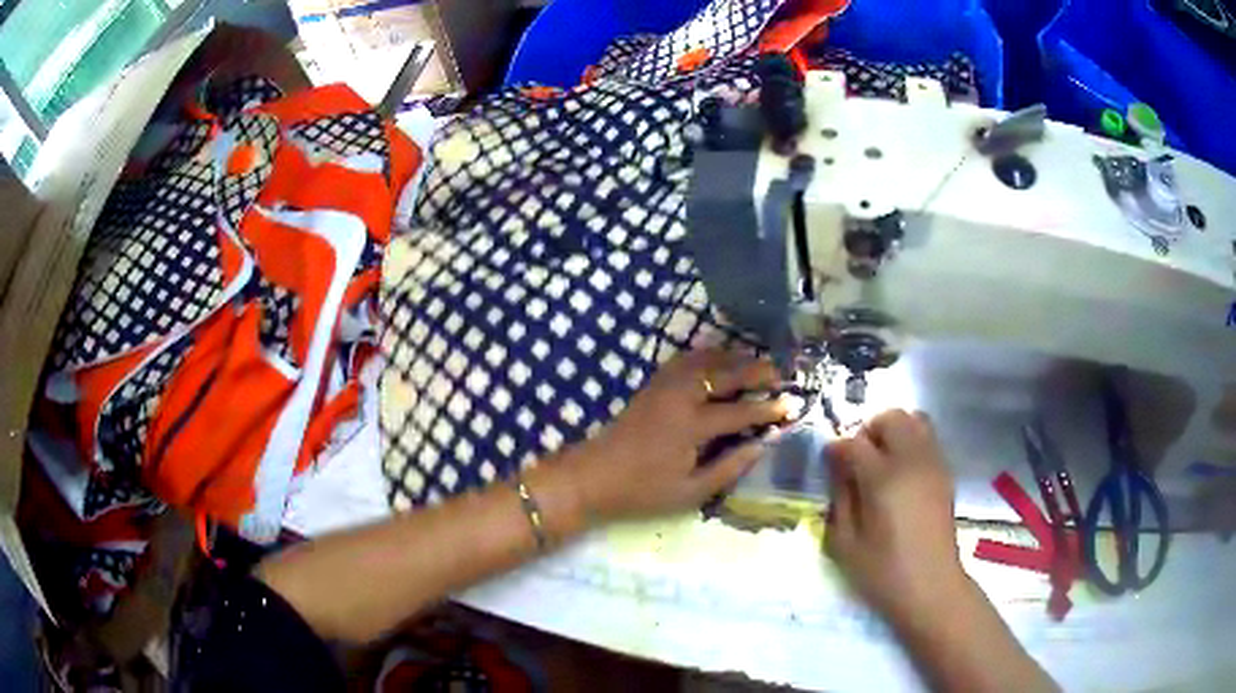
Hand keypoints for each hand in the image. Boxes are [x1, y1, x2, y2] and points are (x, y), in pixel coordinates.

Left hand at [563, 349, 787, 521]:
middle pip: (725, 375)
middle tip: (780, 372)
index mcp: (692, 427)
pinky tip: (716, 357)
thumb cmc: (643, 491)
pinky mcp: (651, 385)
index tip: (791, 405)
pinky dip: (705, 354)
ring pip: (704, 360)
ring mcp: (663, 387)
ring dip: (733, 357)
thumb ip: (729, 468)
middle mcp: (680, 398)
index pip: (741, 412)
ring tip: (755, 360)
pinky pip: (683, 359)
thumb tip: (762, 445)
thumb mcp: (691, 492)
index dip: (768, 409)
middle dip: (756, 371)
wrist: (594, 476)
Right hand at [824, 410, 968, 624]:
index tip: (828, 461)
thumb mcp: (845, 542)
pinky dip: (911, 441)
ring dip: (894, 431)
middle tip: (857, 457)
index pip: (854, 443)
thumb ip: (840, 499)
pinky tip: (901, 472)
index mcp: (883, 478)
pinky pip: (928, 438)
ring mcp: (933, 464)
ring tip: (881, 460)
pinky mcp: (945, 473)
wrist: (931, 587)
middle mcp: (912, 461)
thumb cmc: (882, 572)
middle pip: (891, 417)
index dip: (836, 448)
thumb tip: (838, 470)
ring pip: (915, 419)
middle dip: (869, 430)